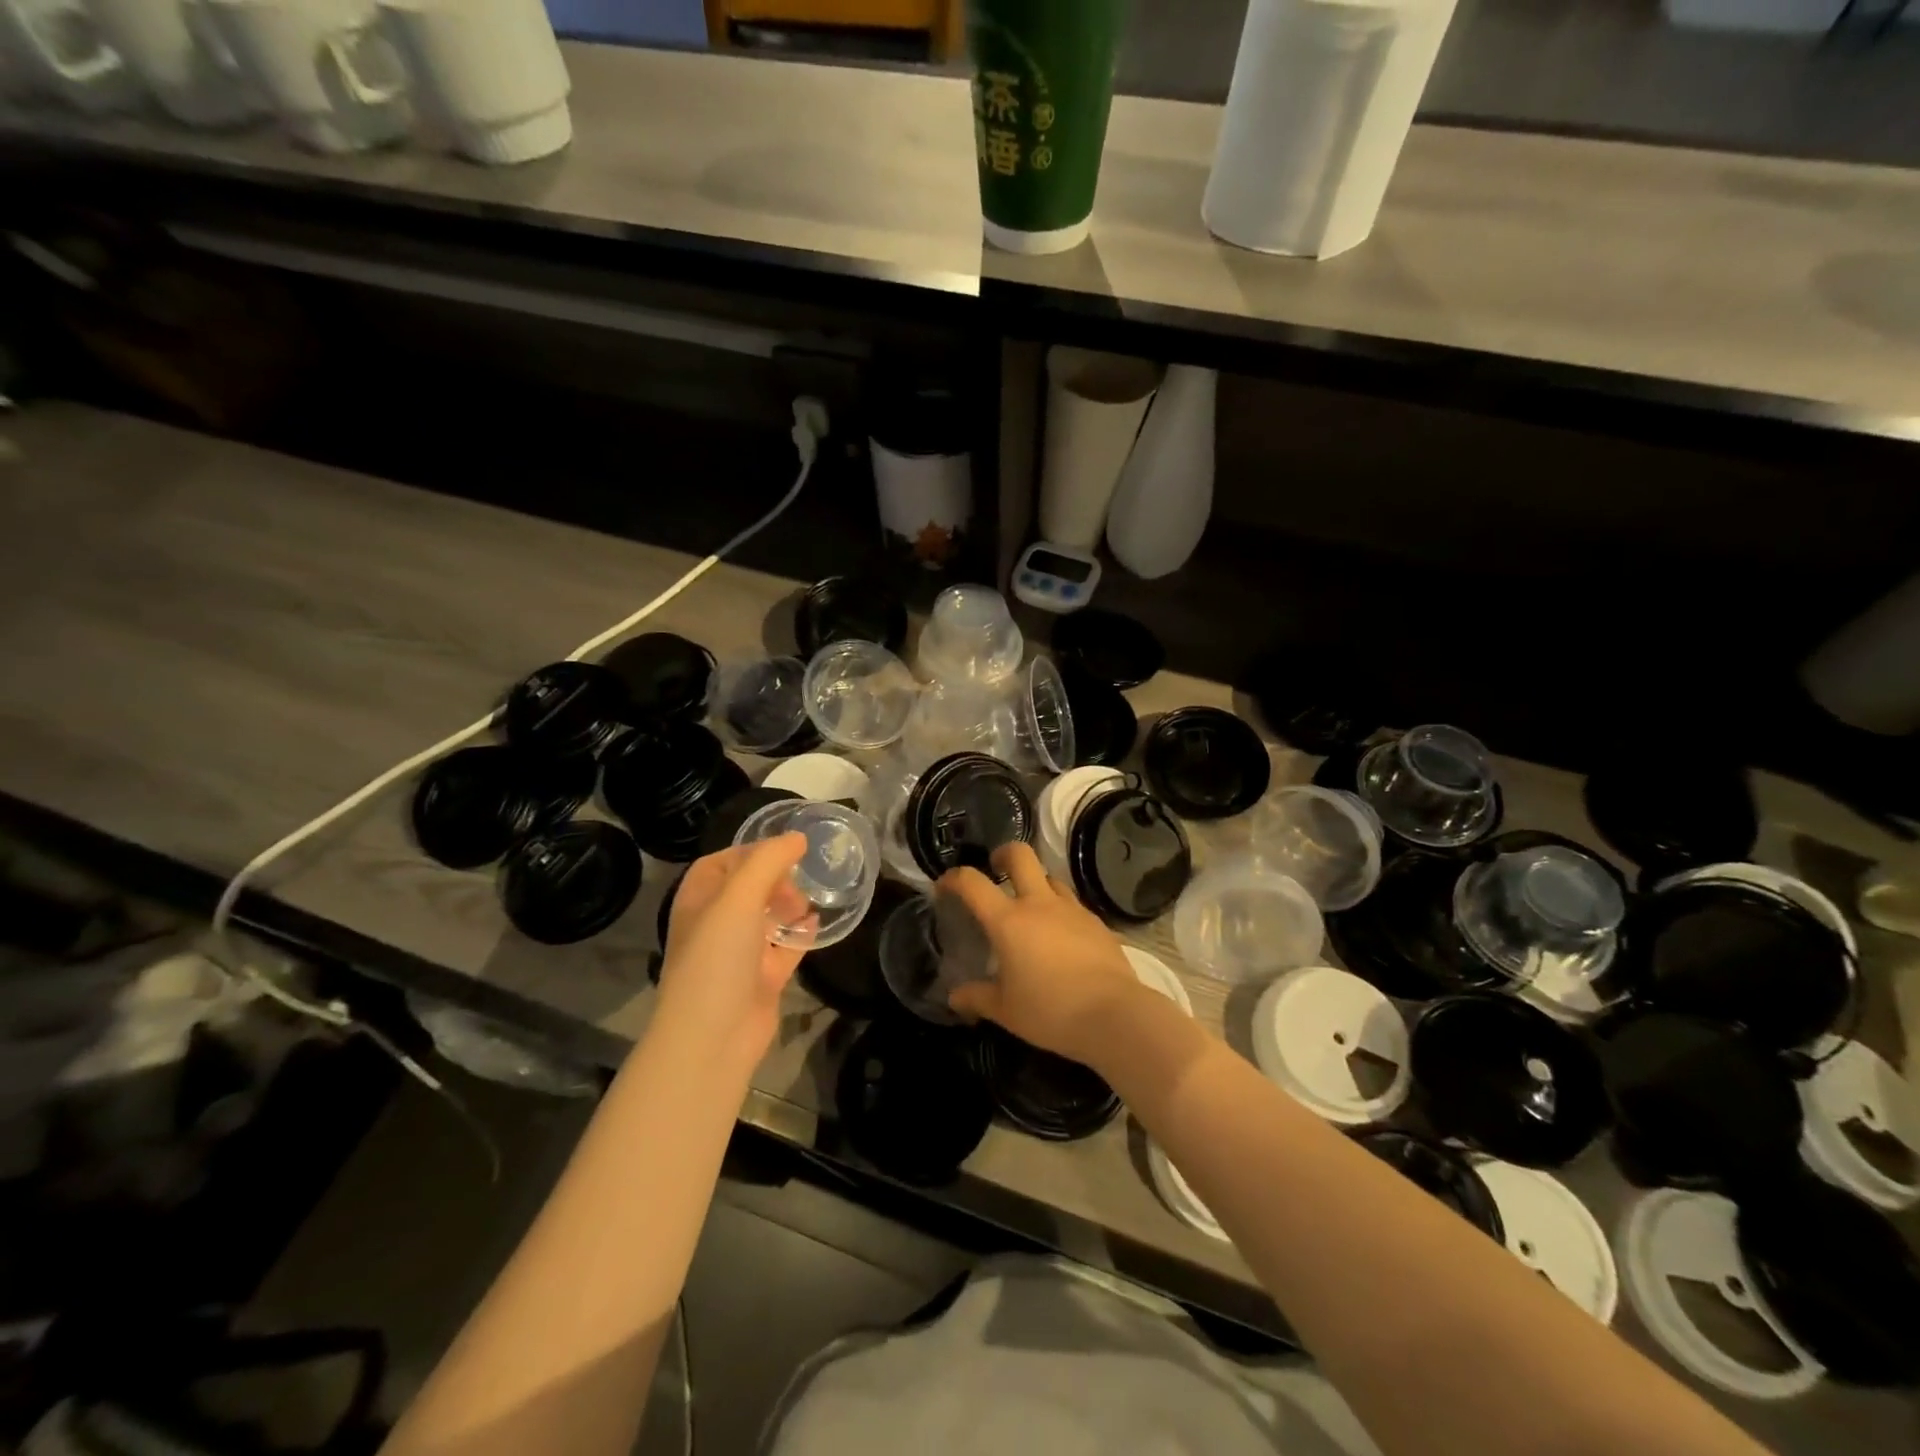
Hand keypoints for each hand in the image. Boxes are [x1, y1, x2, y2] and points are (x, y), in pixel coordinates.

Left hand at [655, 833, 810, 1067]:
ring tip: (808, 901)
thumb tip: (798, 837)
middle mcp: (715, 925)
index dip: (750, 851)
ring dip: (789, 905)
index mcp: (698, 902)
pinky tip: (817, 925)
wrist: (714, 1037)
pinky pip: (785, 948)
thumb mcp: (739, 897)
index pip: (721, 863)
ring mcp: (739, 954)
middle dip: (775, 878)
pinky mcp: (762, 979)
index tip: (785, 848)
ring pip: (767, 918)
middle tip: (798, 879)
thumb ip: (769, 860)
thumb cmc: (717, 957)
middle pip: (748, 889)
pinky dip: (800, 935)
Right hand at [938, 842, 1147, 1065]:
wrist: (1114, 1015)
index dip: (954, 877)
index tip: (945, 885)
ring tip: (1031, 909)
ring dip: (1036, 883)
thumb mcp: (1005, 1011)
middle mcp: (1039, 904)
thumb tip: (955, 997)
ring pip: (1050, 877)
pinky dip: (1060, 911)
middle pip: (1020, 855)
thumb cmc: (1050, 1011)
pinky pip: (1072, 905)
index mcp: (1008, 921)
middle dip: (1003, 855)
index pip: (973, 883)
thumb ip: (977, 998)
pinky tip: (1062, 937)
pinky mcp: (1097, 922)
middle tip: (996, 869)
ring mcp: (1072, 910)